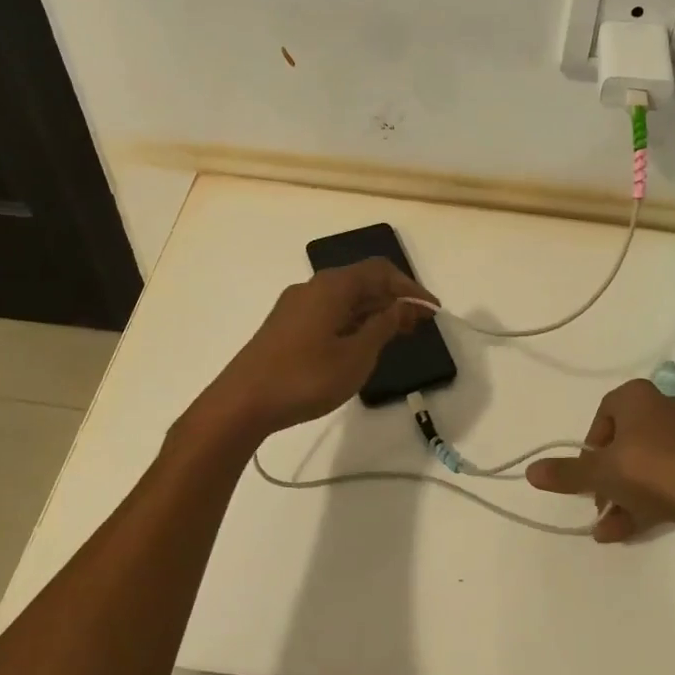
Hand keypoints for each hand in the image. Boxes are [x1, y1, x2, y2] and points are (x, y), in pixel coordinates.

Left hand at [195, 257, 434, 440]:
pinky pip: (330, 313)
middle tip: (420, 325)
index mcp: (332, 286)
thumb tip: (404, 306)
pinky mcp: (286, 327)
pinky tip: (363, 344)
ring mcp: (296, 307)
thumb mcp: (356, 355)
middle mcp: (313, 287)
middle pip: (362, 282)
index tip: (433, 311)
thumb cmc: (305, 377)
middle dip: (394, 299)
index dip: (410, 289)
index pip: (380, 271)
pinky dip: (354, 323)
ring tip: (398, 336)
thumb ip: (384, 326)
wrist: (242, 402)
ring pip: (345, 299)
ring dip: (374, 313)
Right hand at [526, 379, 674, 541]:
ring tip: (610, 528)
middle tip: (598, 505)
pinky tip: (634, 528)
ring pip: (648, 464)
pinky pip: (671, 476)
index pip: (602, 417)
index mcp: (637, 396)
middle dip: (608, 479)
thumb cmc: (649, 469)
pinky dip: (652, 498)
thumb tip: (530, 471)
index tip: (586, 476)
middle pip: (626, 443)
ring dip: (626, 494)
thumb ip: (566, 473)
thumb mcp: (600, 473)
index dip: (590, 449)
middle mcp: (665, 406)